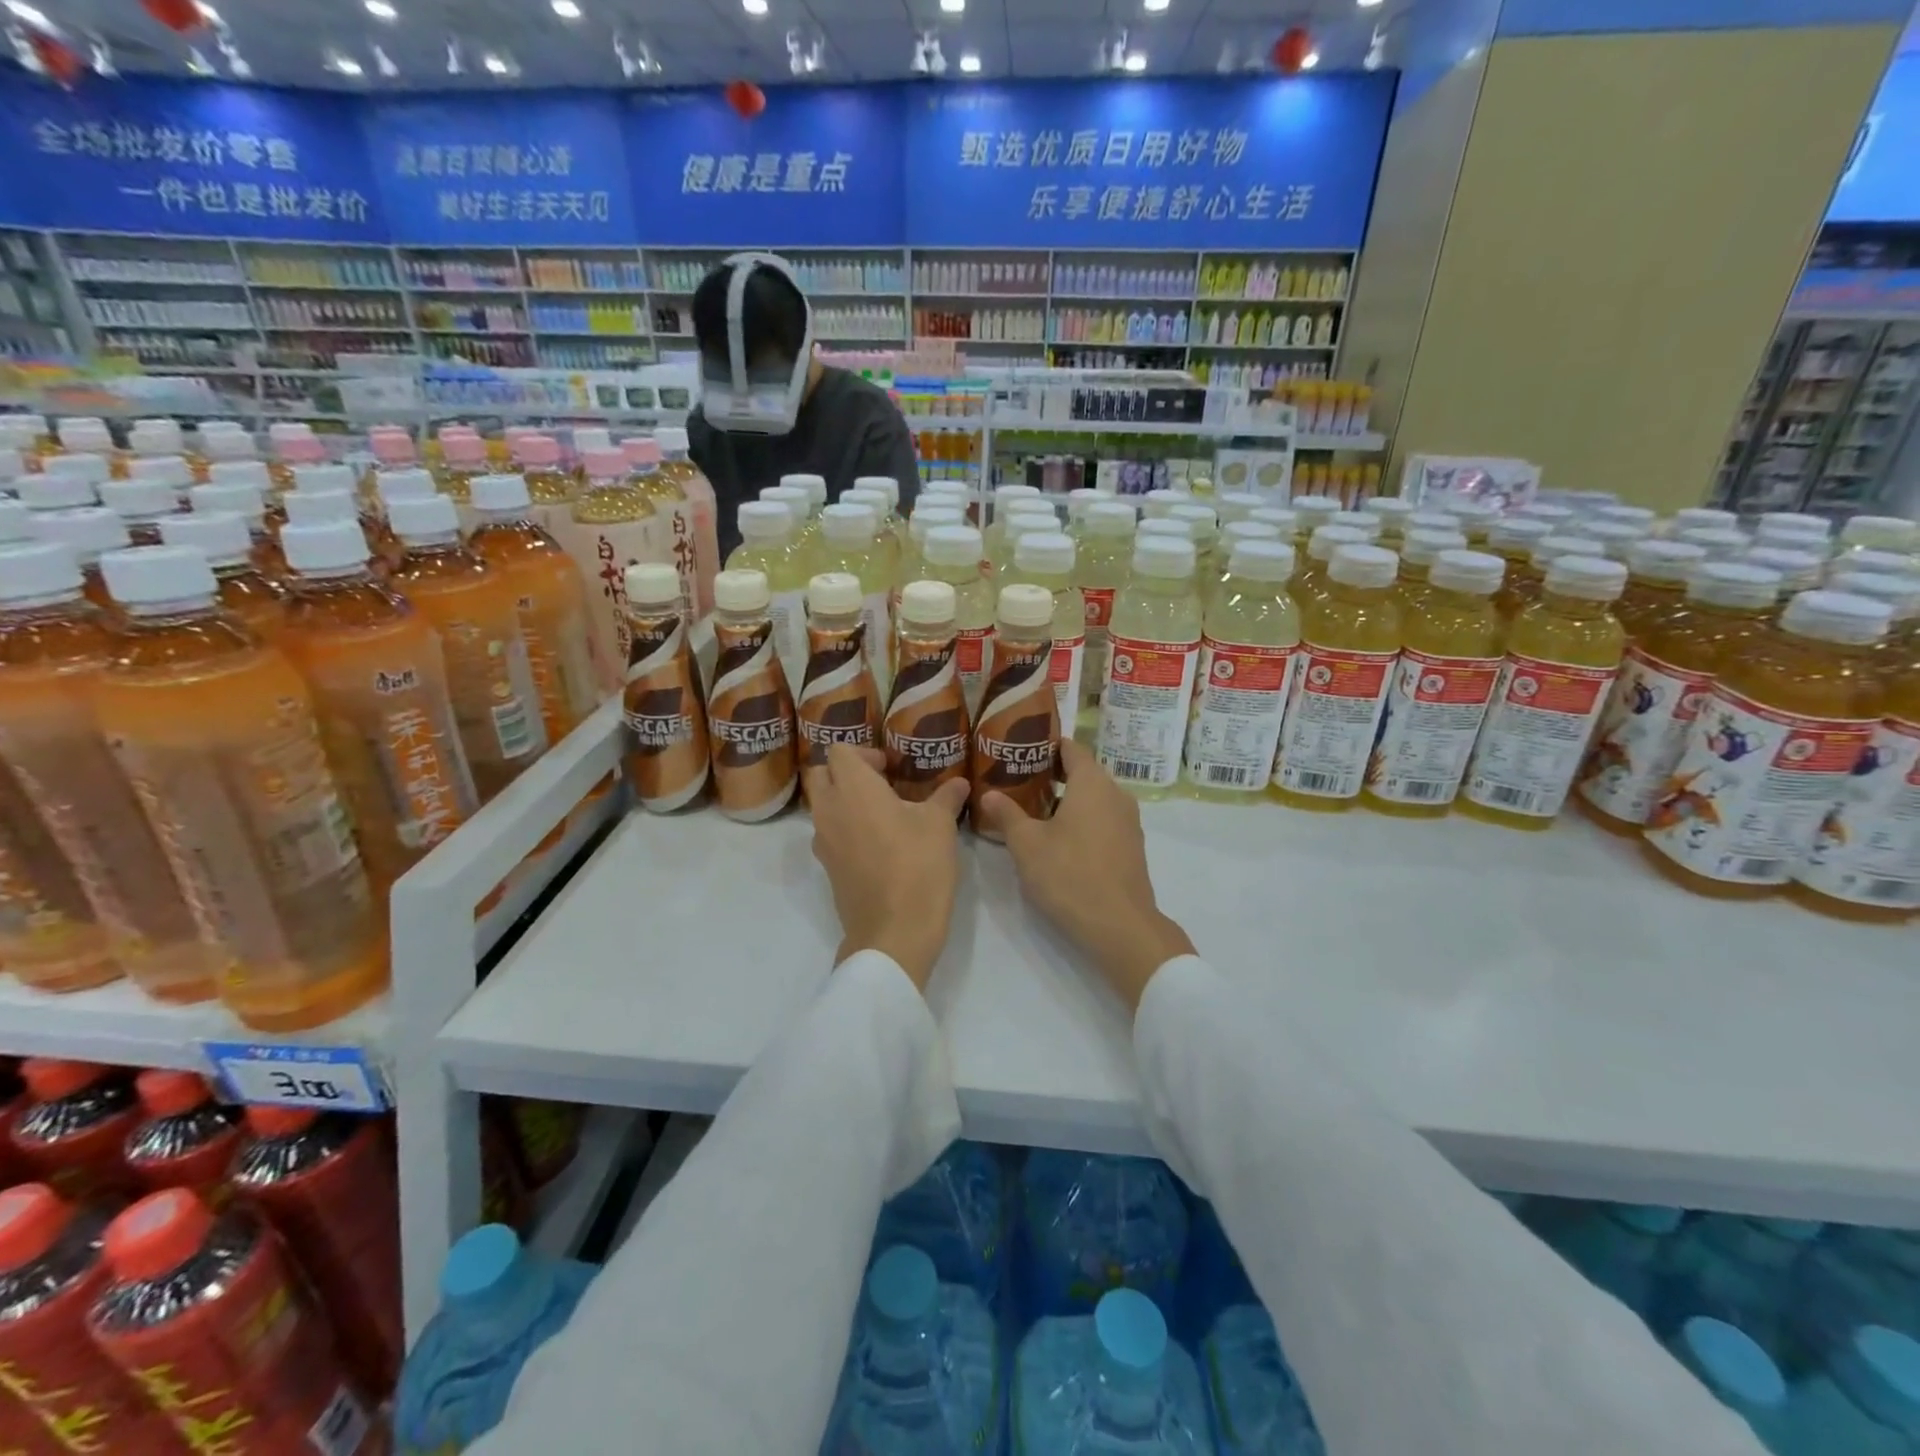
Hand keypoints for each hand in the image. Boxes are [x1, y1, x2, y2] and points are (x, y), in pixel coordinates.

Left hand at [804, 744, 969, 991]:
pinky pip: (829, 834)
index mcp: (854, 788)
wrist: (894, 932)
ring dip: (844, 801)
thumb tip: (960, 783)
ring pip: (822, 806)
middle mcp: (830, 809)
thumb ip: (946, 797)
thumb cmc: (918, 866)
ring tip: (883, 815)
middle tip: (881, 785)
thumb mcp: (940, 826)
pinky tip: (878, 845)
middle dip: (845, 773)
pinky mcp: (827, 868)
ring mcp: (823, 841)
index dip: (864, 753)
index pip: (839, 751)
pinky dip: (845, 829)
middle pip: (821, 774)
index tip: (890, 768)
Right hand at [976, 739, 1193, 1013]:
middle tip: (1018, 781)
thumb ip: (1007, 814)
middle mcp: (1116, 794)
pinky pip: (1103, 819)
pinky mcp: (1131, 846)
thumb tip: (988, 794)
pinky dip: (1082, 819)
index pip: (1071, 748)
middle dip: (1052, 774)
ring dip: (1067, 799)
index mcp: (1092, 783)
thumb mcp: (1026, 844)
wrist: (1119, 925)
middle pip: (1083, 772)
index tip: (1021, 750)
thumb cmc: (1069, 874)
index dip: (1046, 745)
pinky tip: (1059, 838)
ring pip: (1094, 798)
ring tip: (1033, 810)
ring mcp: (1128, 821)